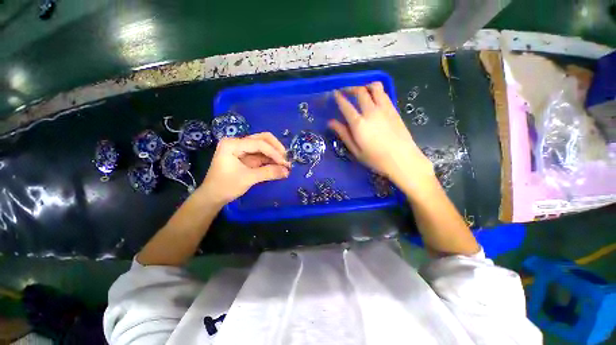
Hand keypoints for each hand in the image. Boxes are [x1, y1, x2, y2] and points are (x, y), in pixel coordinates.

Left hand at [199, 133, 290, 204]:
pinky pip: (262, 155)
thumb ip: (268, 173)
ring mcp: (242, 149)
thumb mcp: (248, 179)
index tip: (285, 163)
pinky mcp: (247, 157)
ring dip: (275, 154)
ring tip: (285, 164)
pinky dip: (271, 159)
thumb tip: (287, 171)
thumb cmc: (226, 186)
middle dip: (276, 148)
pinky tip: (279, 165)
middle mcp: (238, 142)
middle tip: (286, 159)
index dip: (274, 153)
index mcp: (233, 144)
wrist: (213, 197)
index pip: (259, 143)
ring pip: (264, 146)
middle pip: (262, 139)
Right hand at [328, 82, 434, 191]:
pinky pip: (384, 94)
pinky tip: (374, 99)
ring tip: (361, 91)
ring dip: (365, 86)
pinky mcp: (394, 110)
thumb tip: (331, 122)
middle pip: (360, 91)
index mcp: (359, 124)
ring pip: (375, 87)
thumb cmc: (375, 159)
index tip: (335, 94)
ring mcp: (384, 109)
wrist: (402, 159)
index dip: (339, 98)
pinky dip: (377, 92)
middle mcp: (371, 112)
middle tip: (345, 91)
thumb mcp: (355, 150)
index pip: (346, 105)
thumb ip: (343, 134)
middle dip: (350, 88)